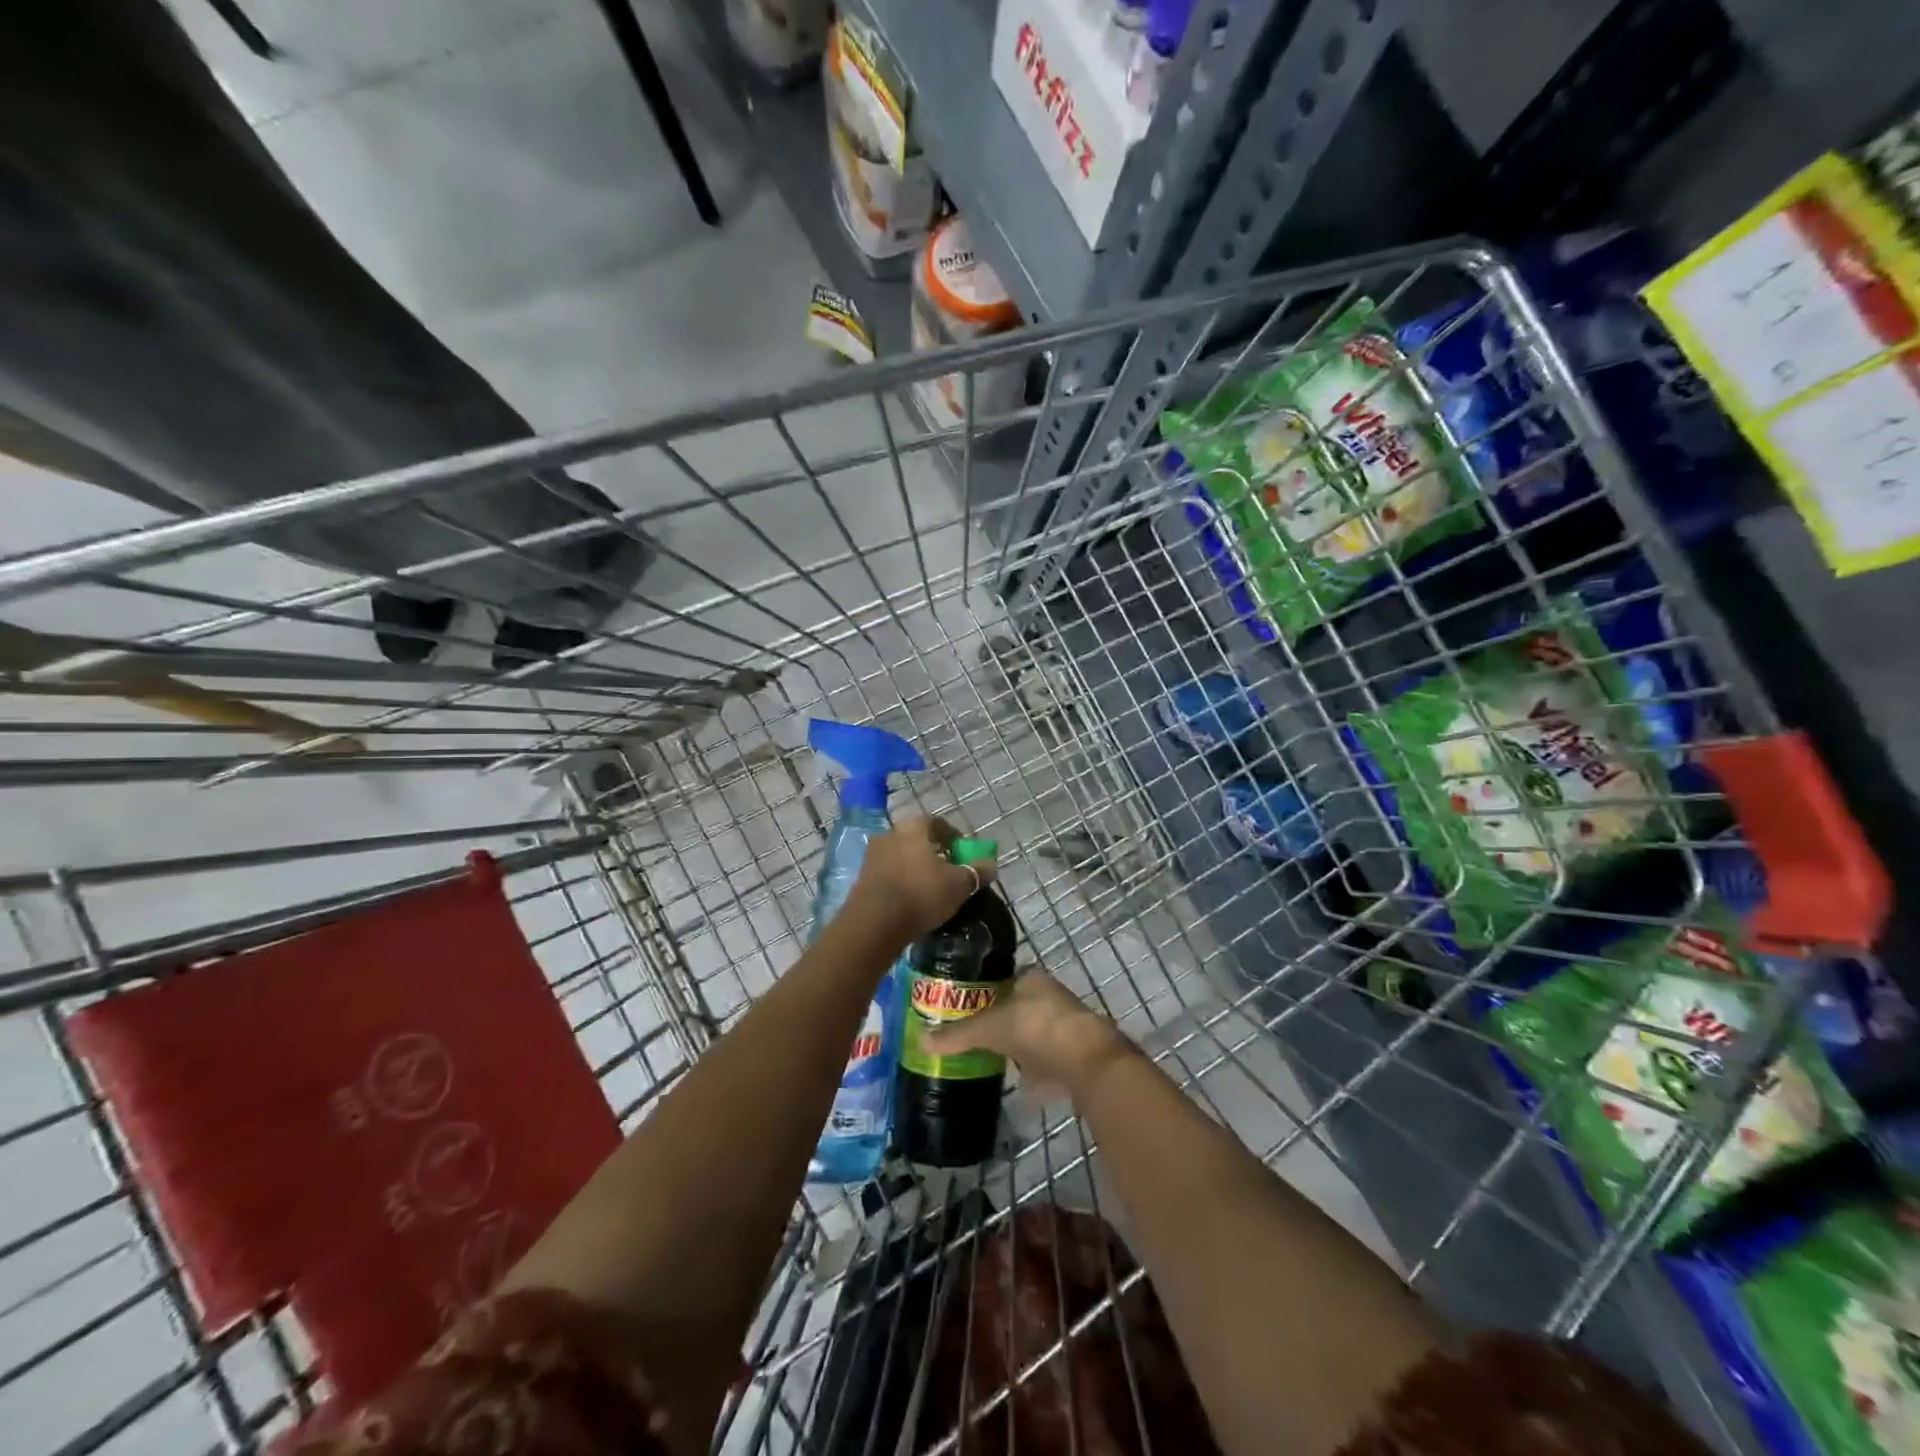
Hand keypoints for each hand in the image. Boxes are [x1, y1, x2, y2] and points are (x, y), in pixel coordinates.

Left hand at [848, 816, 996, 943]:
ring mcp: (872, 855)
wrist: (874, 924)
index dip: (955, 838)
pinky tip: (912, 900)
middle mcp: (890, 833)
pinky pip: (890, 874)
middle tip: (950, 872)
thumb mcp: (959, 885)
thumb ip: (977, 872)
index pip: (938, 824)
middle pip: (918, 840)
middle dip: (935, 854)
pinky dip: (903, 881)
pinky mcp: (862, 878)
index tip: (965, 855)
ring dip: (917, 868)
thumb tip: (991, 865)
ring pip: (902, 857)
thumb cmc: (921, 894)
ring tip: (932, 889)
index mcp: (913, 826)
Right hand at [922, 971, 1125, 1099]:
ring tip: (997, 1064)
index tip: (970, 1009)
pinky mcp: (1078, 1058)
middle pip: (1022, 1008)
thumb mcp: (989, 1028)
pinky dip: (1038, 1077)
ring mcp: (1068, 1029)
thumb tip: (921, 1040)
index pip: (1008, 980)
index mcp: (1033, 979)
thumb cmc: (1035, 1028)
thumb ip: (958, 1035)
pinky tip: (1023, 1091)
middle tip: (980, 1040)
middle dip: (1005, 1024)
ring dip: (1024, 1050)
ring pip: (1038, 1037)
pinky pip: (1051, 1065)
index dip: (989, 992)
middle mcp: (1053, 998)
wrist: (1086, 1061)